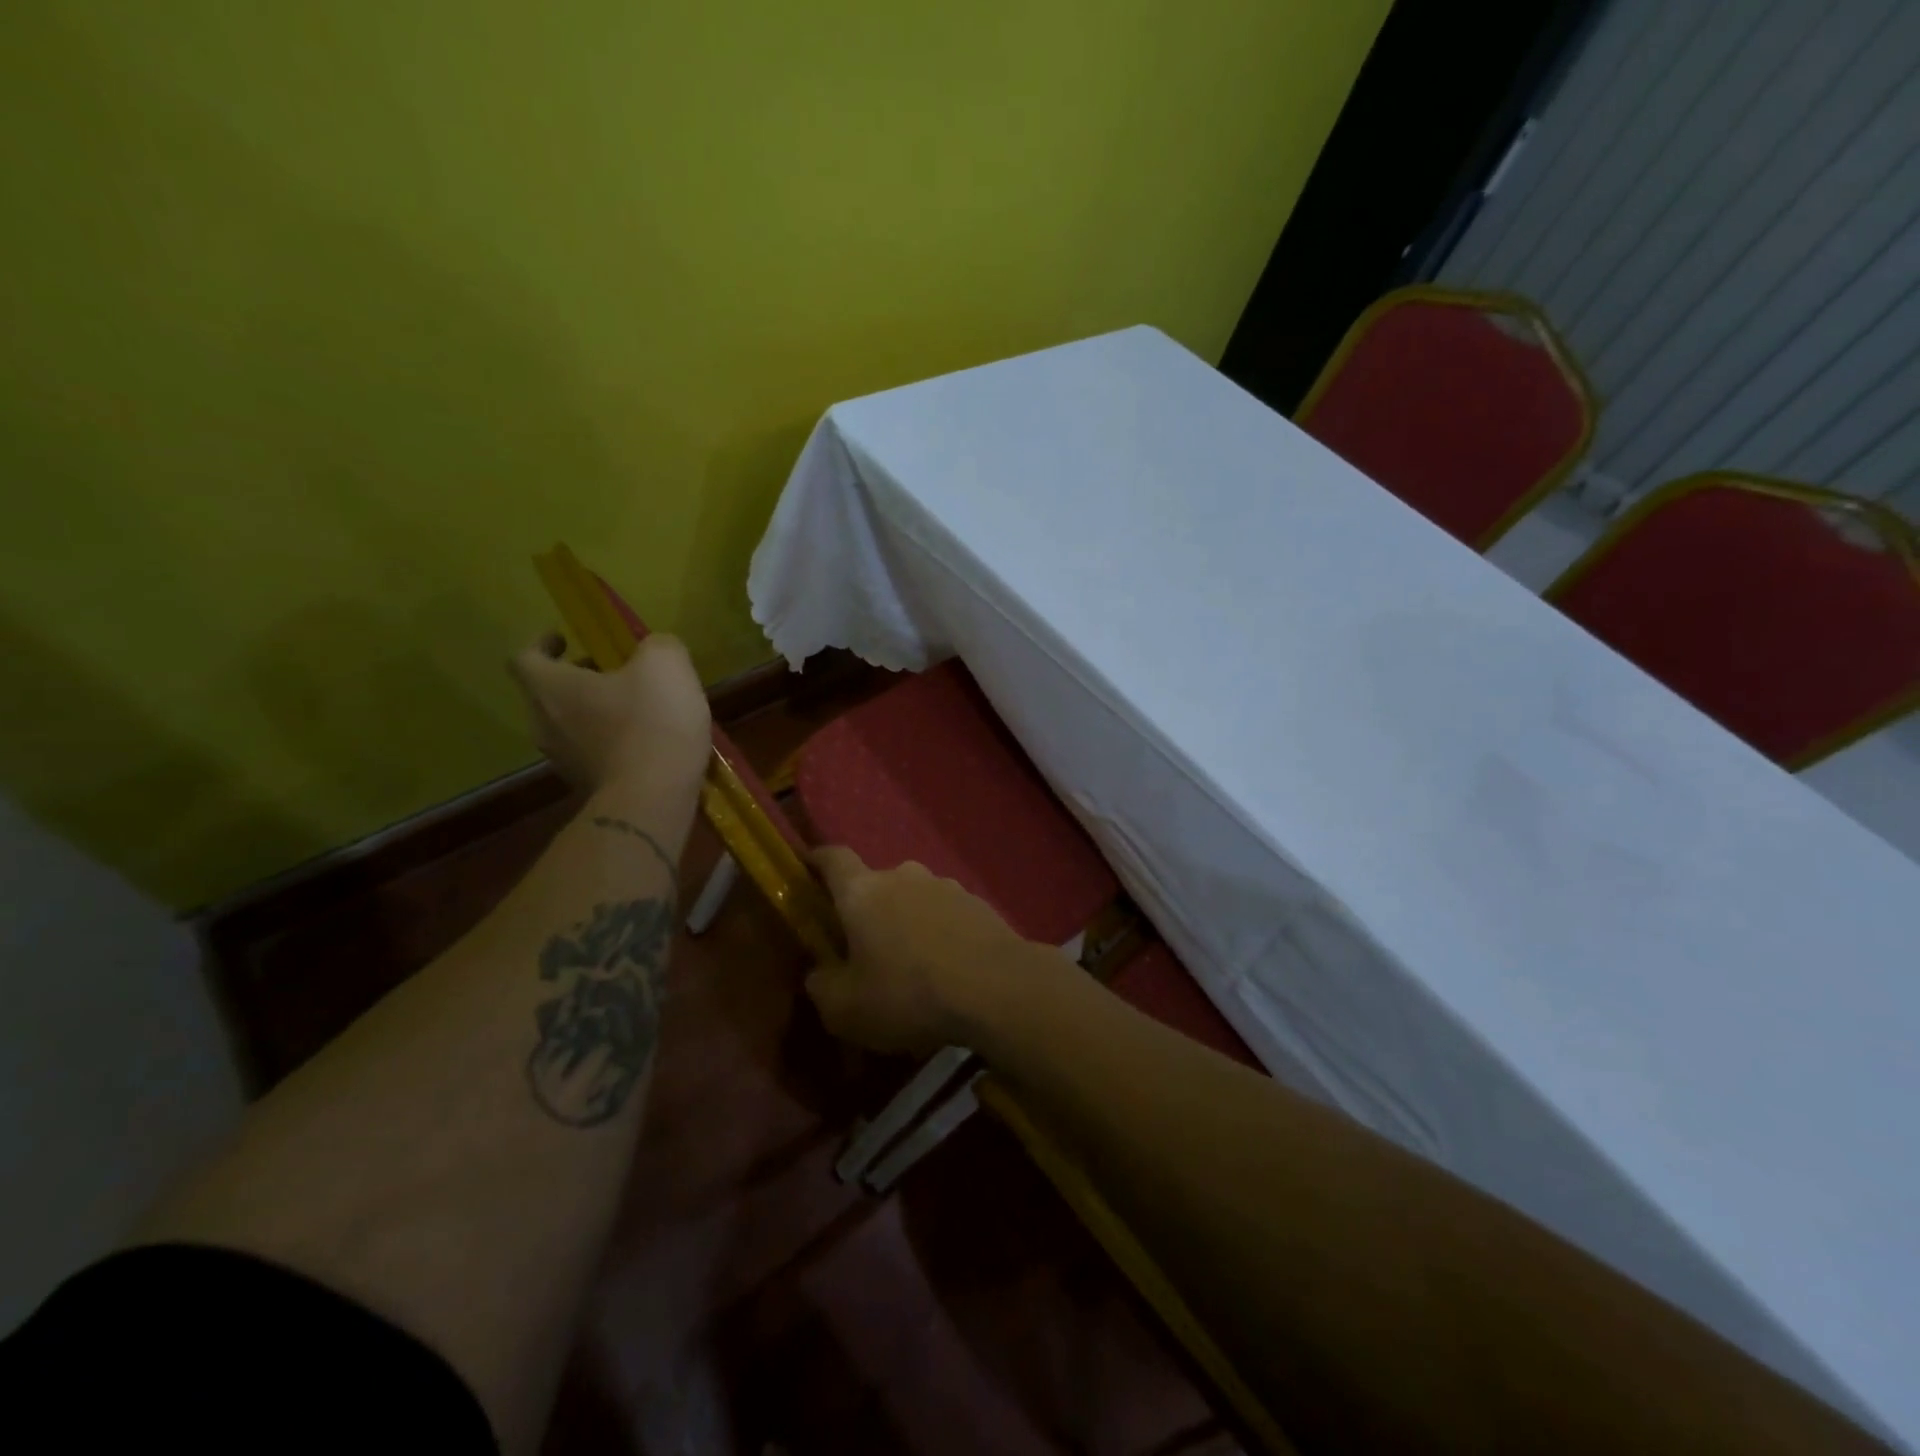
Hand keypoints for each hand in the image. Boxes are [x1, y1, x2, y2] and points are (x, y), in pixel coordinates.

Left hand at [509, 631, 709, 794]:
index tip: (564, 639)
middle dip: (576, 679)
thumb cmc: (651, 722)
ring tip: (634, 709)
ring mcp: (564, 761)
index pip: (526, 657)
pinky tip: (647, 743)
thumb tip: (653, 650)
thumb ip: (657, 646)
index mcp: (552, 687)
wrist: (654, 799)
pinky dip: (611, 744)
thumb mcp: (666, 664)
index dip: (542, 644)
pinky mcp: (588, 787)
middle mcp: (545, 724)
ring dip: (594, 713)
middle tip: (609, 672)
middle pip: (548, 694)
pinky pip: (593, 755)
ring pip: (569, 726)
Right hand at [805, 847, 1044, 1055]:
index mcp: (863, 891)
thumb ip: (822, 986)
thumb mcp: (846, 1009)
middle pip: (876, 884)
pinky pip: (946, 914)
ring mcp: (945, 886)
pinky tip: (948, 968)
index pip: (833, 858)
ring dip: (908, 922)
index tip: (809, 866)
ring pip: (914, 898)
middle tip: (867, 949)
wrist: (996, 988)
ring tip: (913, 964)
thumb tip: (819, 973)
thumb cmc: (908, 994)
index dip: (818, 860)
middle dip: (869, 910)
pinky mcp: (978, 903)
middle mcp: (903, 876)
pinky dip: (940, 933)